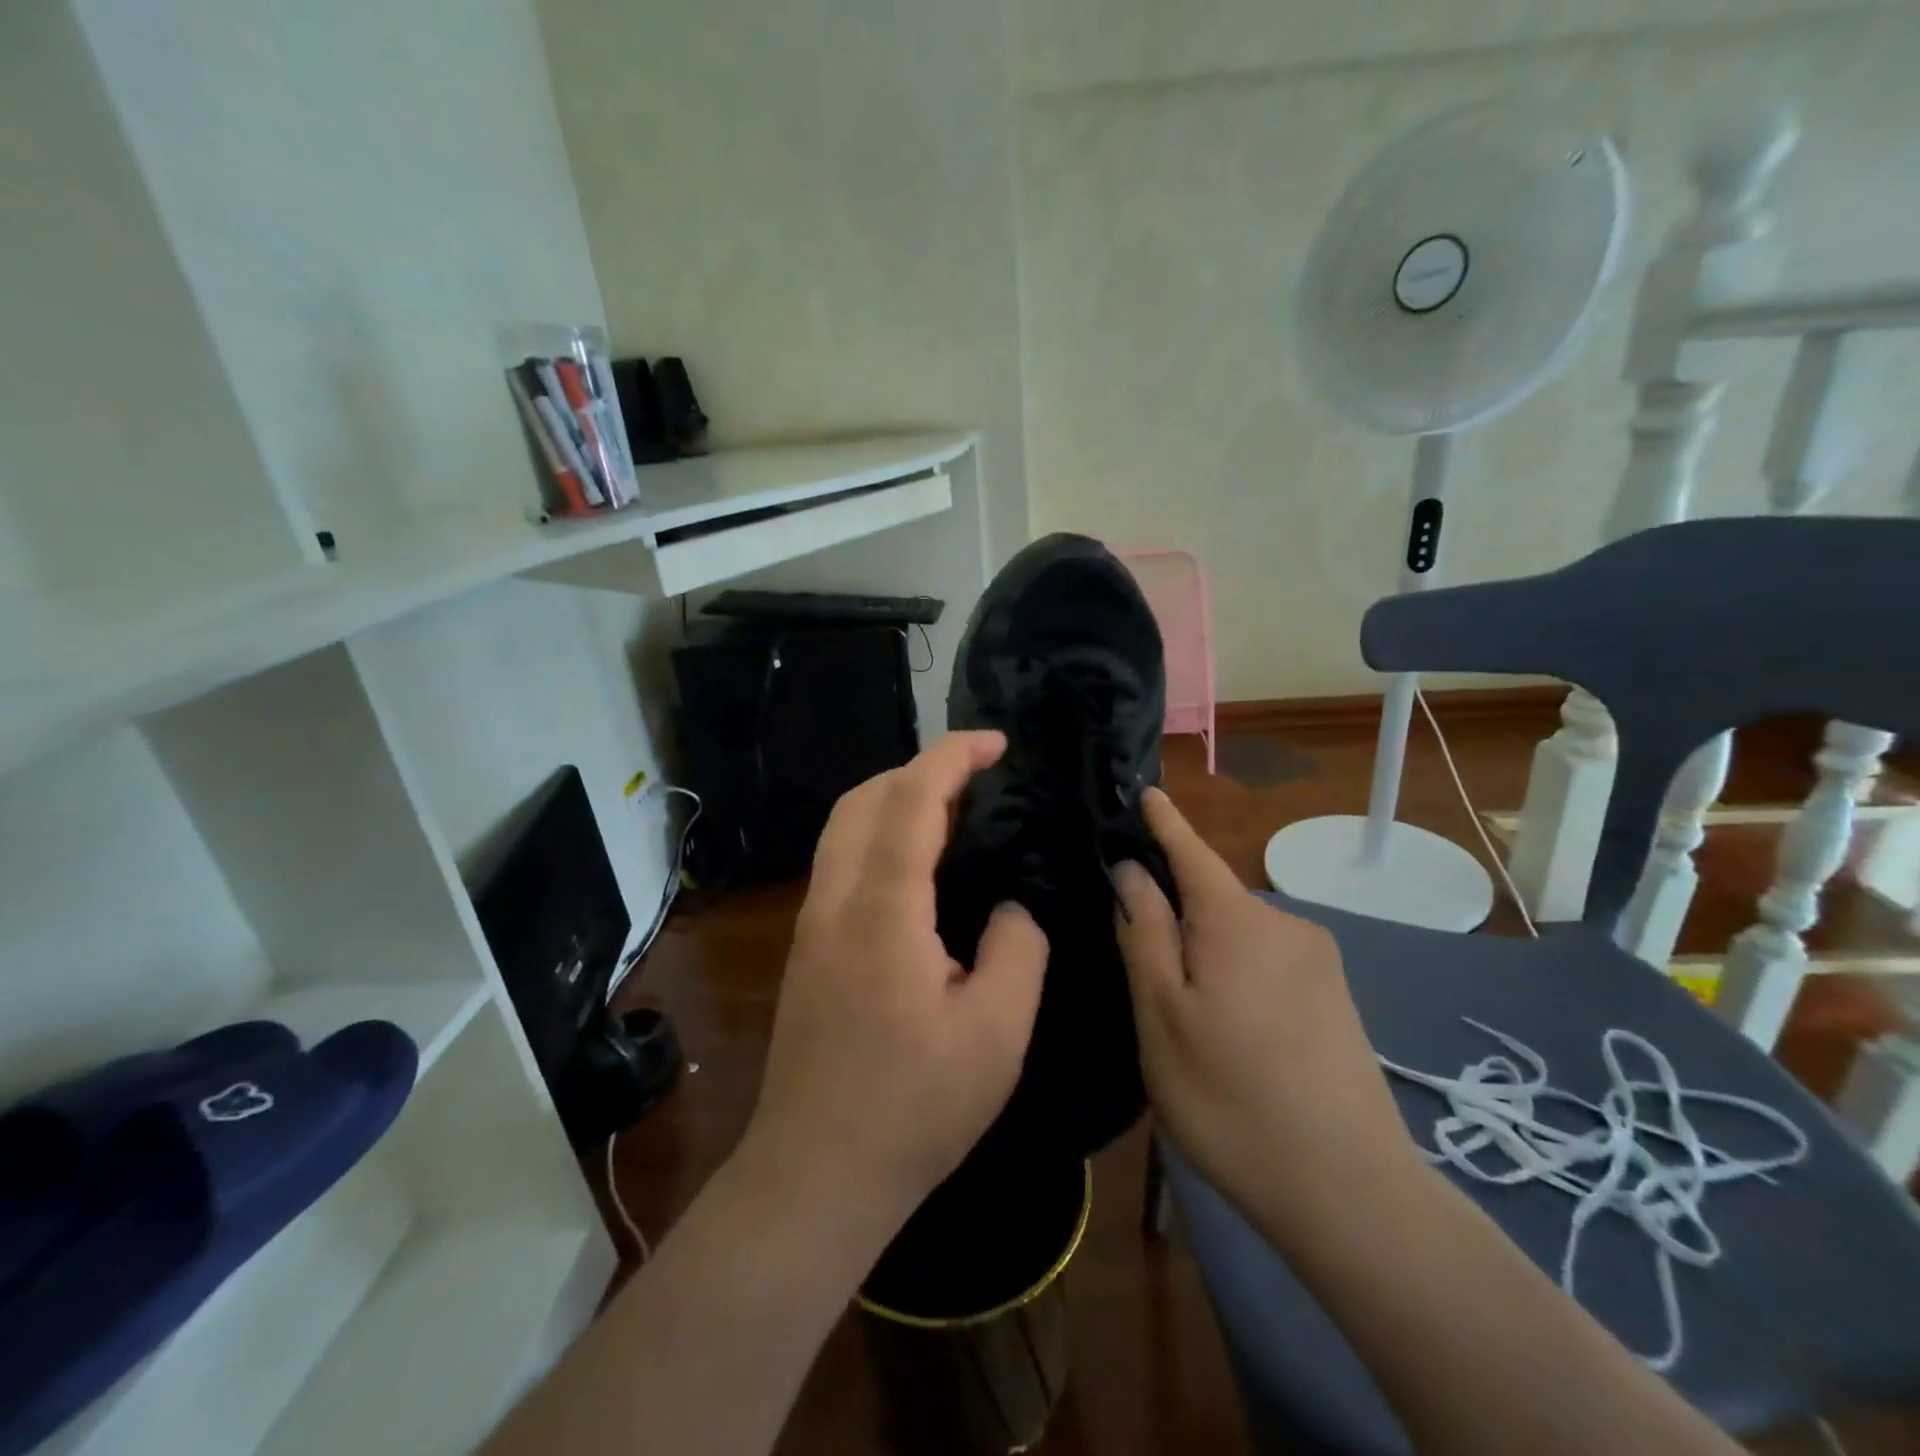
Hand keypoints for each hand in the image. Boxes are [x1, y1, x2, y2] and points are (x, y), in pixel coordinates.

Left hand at [738, 732, 1048, 1250]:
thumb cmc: (914, 1107)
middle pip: (863, 798)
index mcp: (884, 909)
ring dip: (892, 797)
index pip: (912, 800)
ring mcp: (811, 923)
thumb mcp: (997, 1033)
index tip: (996, 742)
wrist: (816, 1173)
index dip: (953, 757)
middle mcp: (835, 900)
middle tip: (976, 776)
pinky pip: (840, 860)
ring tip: (950, 810)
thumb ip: (1019, 949)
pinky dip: (877, 833)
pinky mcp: (806, 948)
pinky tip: (915, 867)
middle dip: (918, 768)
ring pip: (842, 826)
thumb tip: (1012, 907)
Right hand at [1115, 789, 1419, 1242]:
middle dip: (1174, 914)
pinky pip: (1267, 964)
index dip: (1165, 823)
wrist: (1353, 1194)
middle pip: (1212, 900)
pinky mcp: (1335, 999)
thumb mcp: (1162, 1016)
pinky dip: (1236, 976)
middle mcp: (1285, 925)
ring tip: (1183, 1015)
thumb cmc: (1232, 1098)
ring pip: (1239, 937)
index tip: (1146, 790)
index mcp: (1238, 920)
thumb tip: (1132, 870)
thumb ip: (1145, 933)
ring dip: (1205, 954)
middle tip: (1136, 967)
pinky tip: (1229, 1032)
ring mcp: (1319, 963)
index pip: (1191, 851)